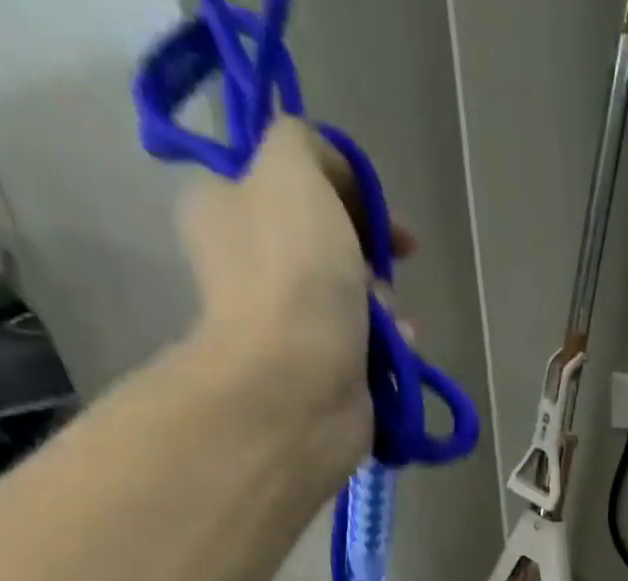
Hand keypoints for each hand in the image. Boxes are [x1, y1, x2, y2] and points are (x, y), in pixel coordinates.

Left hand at [178, 117, 416, 479]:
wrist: (299, 389)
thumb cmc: (293, 276)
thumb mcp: (292, 170)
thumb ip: (307, 145)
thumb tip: (333, 176)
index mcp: (227, 209)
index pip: (288, 183)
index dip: (341, 188)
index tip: (379, 211)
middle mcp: (252, 267)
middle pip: (328, 244)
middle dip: (369, 254)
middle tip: (384, 268)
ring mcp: (288, 327)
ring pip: (354, 300)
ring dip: (385, 305)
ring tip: (392, 321)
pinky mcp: (324, 375)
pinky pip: (369, 349)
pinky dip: (391, 348)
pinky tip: (401, 351)